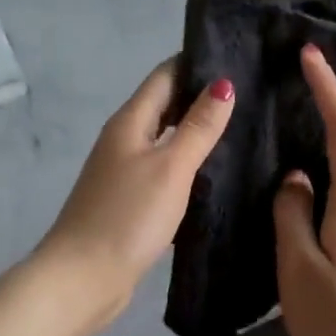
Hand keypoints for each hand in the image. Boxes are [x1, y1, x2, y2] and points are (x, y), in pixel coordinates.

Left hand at [40, 60, 235, 322]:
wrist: (83, 277)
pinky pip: (164, 170)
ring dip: (197, 132)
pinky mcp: (131, 201)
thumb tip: (223, 83)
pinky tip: (216, 174)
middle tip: (252, 94)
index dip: (196, 63)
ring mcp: (125, 172)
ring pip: (166, 140)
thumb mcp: (170, 167)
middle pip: (165, 106)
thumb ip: (198, 127)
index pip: (165, 76)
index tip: (238, 57)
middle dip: (202, 97)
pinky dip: (188, 165)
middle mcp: (124, 140)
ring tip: (244, 129)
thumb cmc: (128, 215)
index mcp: (130, 122)